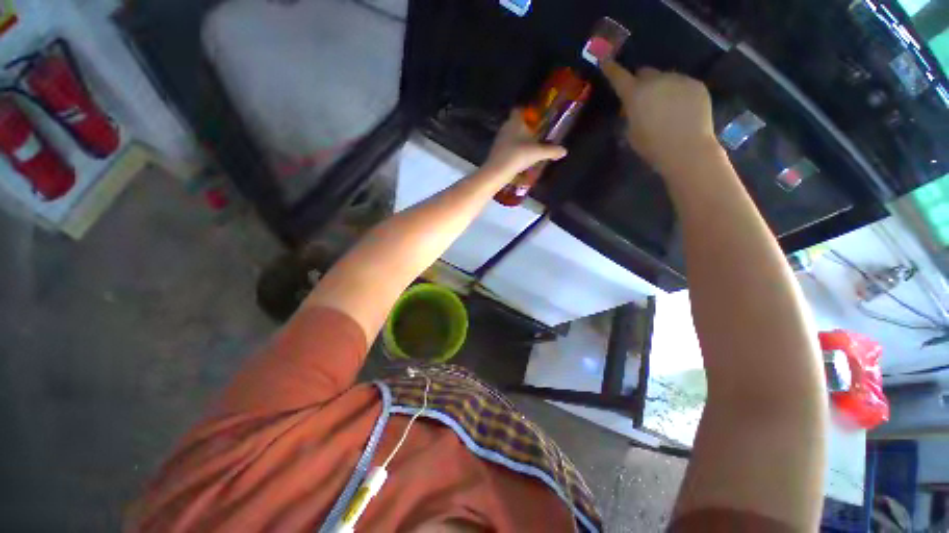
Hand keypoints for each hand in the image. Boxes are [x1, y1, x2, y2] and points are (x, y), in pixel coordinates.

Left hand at [482, 109, 567, 177]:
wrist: (497, 171)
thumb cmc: (518, 155)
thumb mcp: (538, 153)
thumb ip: (551, 151)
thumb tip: (564, 151)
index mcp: (515, 121)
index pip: (518, 110)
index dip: (526, 113)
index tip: (534, 119)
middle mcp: (505, 127)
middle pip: (514, 124)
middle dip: (523, 128)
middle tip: (534, 135)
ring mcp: (498, 140)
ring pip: (509, 136)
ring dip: (517, 141)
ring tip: (527, 149)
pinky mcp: (495, 152)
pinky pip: (505, 147)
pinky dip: (512, 151)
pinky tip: (518, 159)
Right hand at [601, 61, 719, 173]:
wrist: (687, 150)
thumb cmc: (652, 147)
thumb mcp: (631, 133)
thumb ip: (630, 114)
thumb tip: (633, 107)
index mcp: (636, 94)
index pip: (618, 76)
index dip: (611, 69)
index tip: (605, 62)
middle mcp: (656, 80)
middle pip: (644, 72)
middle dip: (641, 82)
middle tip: (642, 99)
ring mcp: (679, 80)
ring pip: (665, 78)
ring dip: (661, 88)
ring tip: (665, 108)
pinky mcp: (696, 85)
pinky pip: (682, 84)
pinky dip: (677, 93)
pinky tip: (680, 110)